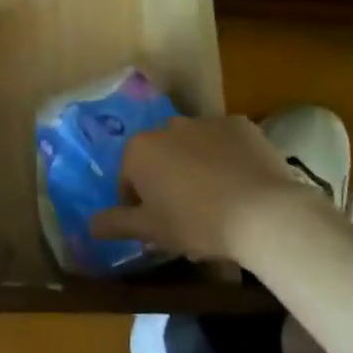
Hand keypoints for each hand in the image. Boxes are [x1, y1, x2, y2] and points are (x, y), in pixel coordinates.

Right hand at [89, 115, 332, 262]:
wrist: (263, 213)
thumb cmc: (196, 222)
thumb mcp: (150, 231)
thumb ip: (115, 224)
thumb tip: (89, 225)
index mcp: (140, 149)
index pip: (128, 178)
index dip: (138, 204)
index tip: (155, 226)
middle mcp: (168, 126)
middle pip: (160, 157)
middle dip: (166, 180)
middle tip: (185, 214)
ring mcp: (206, 121)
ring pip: (192, 147)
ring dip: (196, 166)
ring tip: (216, 201)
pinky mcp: (241, 125)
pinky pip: (226, 143)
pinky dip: (228, 158)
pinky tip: (241, 186)